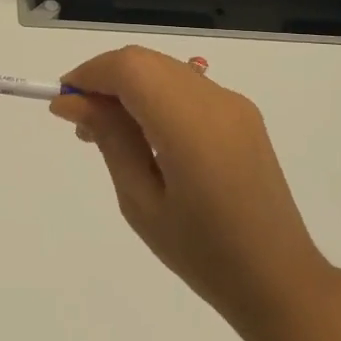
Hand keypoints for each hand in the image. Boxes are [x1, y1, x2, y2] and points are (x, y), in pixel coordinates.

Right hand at [51, 46, 333, 327]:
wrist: (278, 279)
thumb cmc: (201, 252)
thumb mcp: (141, 201)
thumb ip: (109, 140)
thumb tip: (72, 102)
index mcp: (190, 125)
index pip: (130, 68)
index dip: (90, 75)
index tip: (63, 104)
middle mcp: (216, 101)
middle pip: (146, 62)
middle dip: (106, 80)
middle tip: (81, 123)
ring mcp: (234, 105)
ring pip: (166, 71)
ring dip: (130, 88)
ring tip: (107, 134)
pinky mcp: (243, 116)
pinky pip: (187, 88)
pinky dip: (155, 97)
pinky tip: (144, 137)